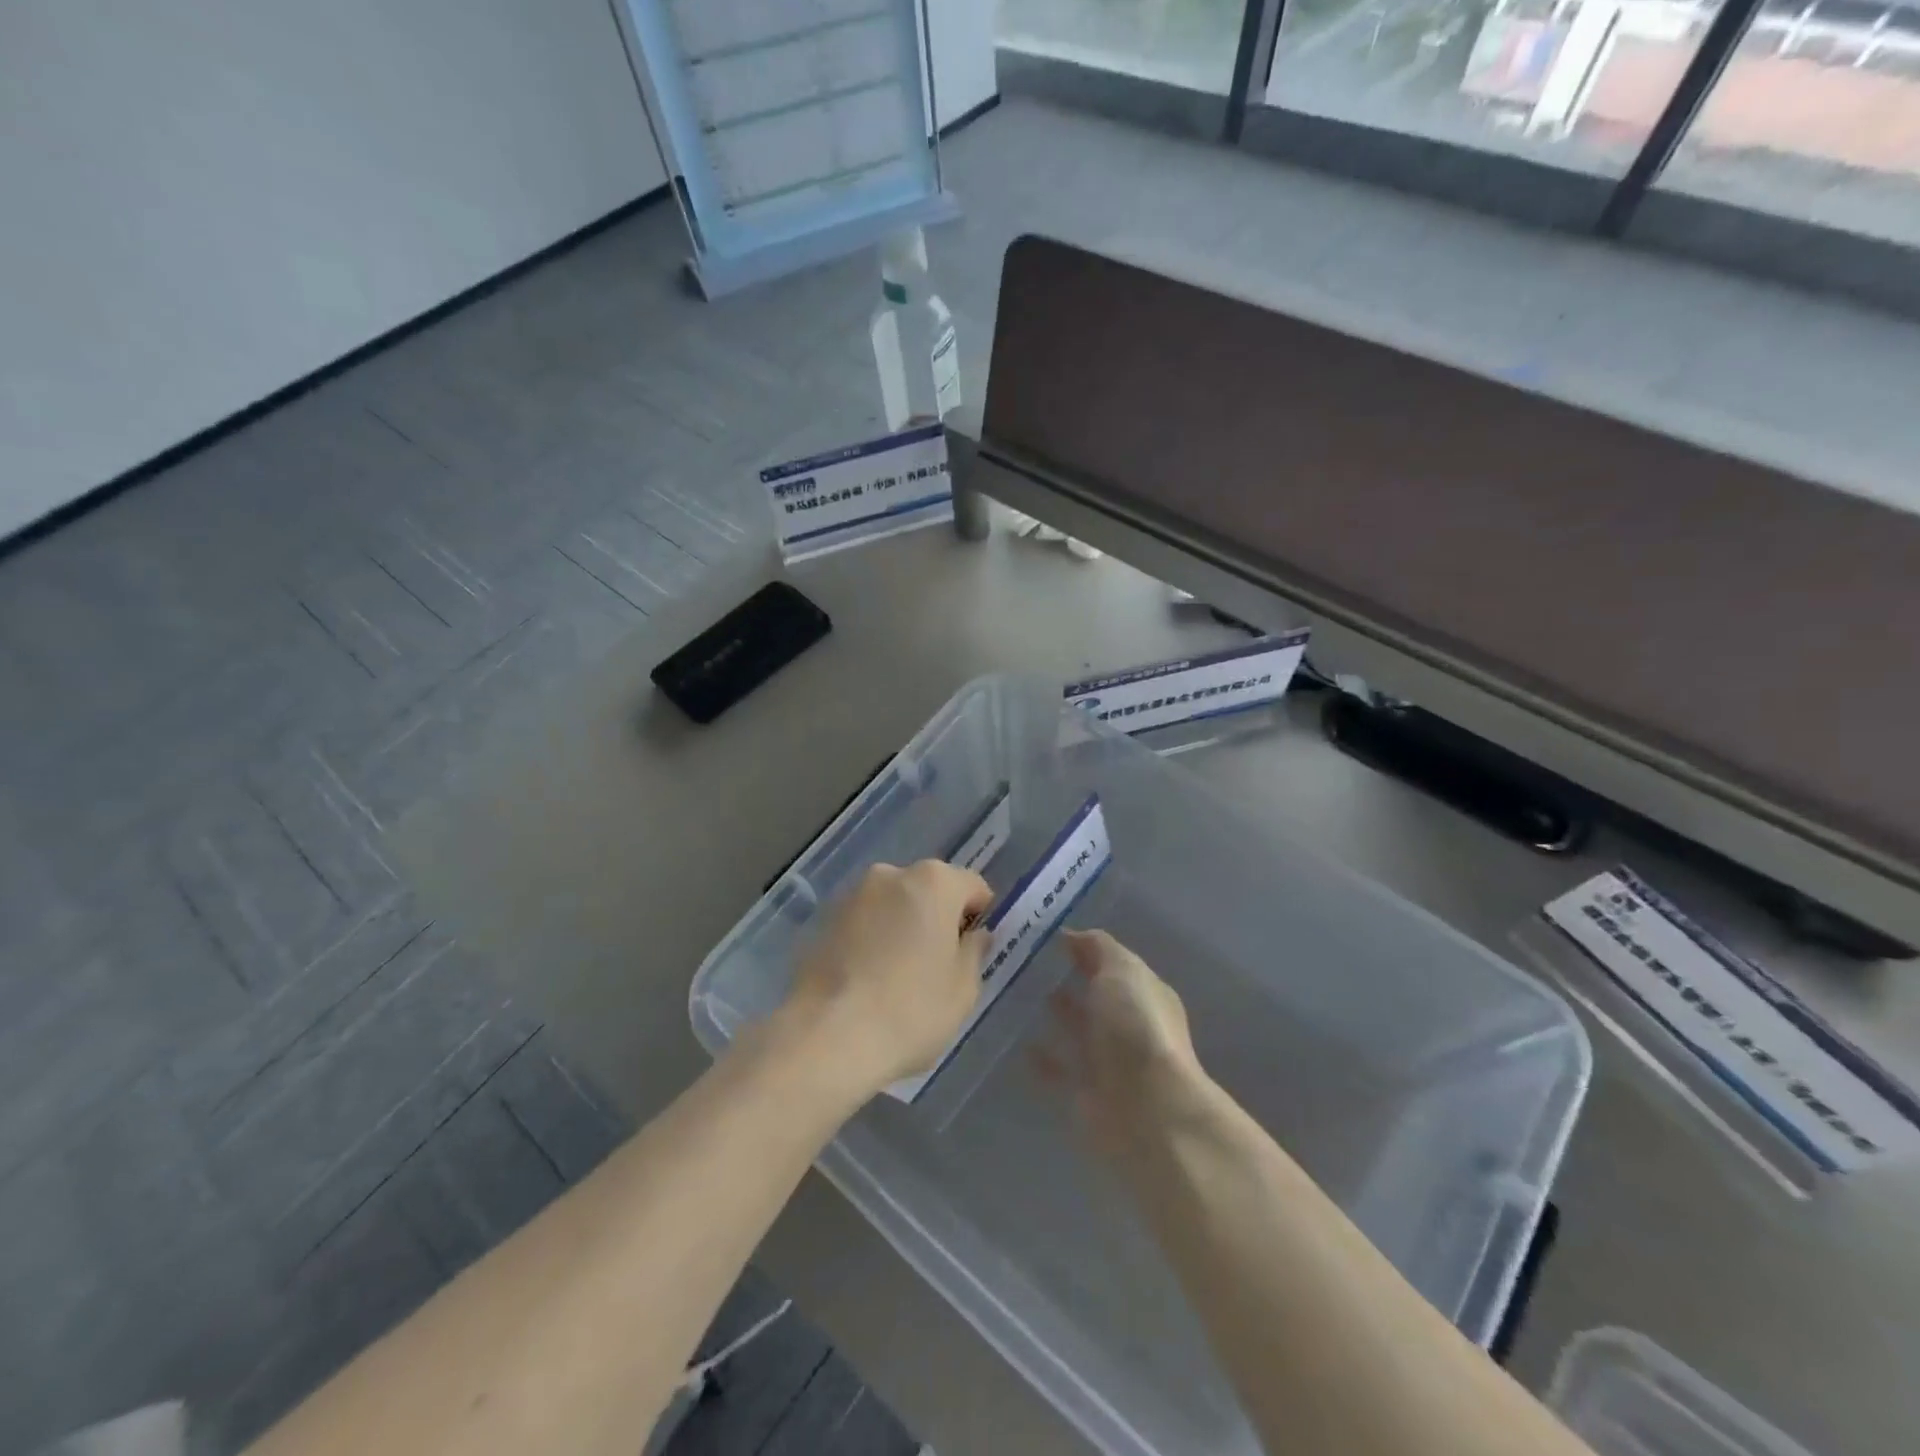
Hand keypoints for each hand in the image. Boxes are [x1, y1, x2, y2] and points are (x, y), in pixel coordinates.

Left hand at [781, 861, 991, 1096]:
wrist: (826, 1036)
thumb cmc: (910, 1010)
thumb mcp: (963, 990)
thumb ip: (974, 952)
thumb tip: (973, 935)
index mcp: (935, 882)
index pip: (972, 887)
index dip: (978, 916)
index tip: (972, 951)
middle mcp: (892, 874)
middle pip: (929, 890)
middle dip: (937, 917)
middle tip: (937, 965)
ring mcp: (853, 894)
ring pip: (893, 904)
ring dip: (902, 926)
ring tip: (898, 975)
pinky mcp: (824, 919)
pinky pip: (864, 922)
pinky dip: (872, 938)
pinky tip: (868, 978)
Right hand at [1035, 929, 1206, 1151]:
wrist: (1148, 1112)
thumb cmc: (1137, 1029)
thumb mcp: (1122, 970)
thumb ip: (1098, 948)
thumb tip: (1072, 935)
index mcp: (1142, 993)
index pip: (1111, 963)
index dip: (1084, 949)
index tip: (1044, 936)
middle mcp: (1128, 1026)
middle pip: (1095, 997)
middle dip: (1068, 981)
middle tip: (1022, 964)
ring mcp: (1108, 1062)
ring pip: (1076, 1032)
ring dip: (1055, 1017)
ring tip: (1016, 996)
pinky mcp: (1086, 1094)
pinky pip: (1058, 1070)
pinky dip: (1041, 1059)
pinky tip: (1016, 1043)